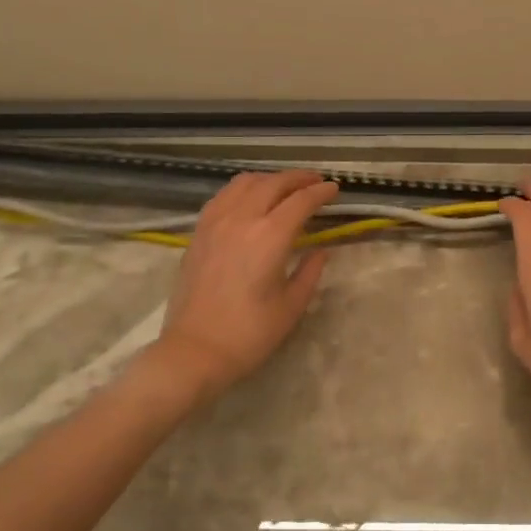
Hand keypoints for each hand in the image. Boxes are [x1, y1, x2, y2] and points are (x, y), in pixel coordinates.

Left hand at [153, 169, 338, 397]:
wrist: (194, 351)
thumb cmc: (249, 334)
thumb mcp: (291, 306)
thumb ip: (309, 272)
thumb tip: (320, 251)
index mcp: (270, 237)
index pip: (301, 201)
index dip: (321, 192)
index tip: (335, 189)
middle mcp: (241, 220)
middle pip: (273, 184)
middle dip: (298, 179)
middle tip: (315, 182)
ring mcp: (215, 223)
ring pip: (244, 183)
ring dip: (269, 179)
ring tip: (284, 187)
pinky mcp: (198, 233)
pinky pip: (222, 197)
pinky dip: (242, 189)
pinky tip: (249, 200)